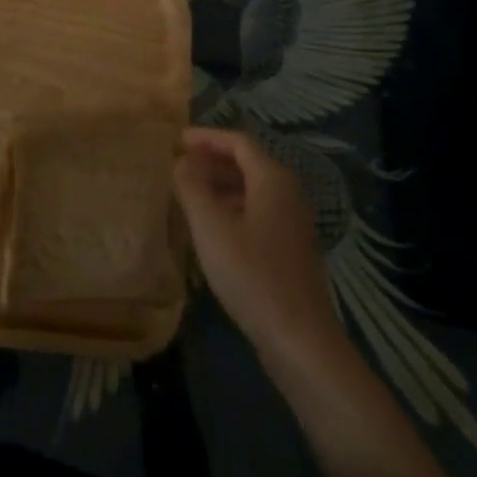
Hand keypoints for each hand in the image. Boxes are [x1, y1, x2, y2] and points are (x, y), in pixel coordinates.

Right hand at [175, 128, 345, 370]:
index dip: (207, 137)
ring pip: (252, 190)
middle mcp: (288, 193)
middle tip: (179, 165)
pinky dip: (232, 208)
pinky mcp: (290, 249)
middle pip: (248, 163)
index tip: (177, 140)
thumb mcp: (211, 227)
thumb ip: (192, 187)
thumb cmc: (252, 275)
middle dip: (212, 160)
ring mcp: (292, 223)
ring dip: (220, 185)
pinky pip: (257, 212)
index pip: (238, 142)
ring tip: (189, 194)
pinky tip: (212, 229)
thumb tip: (182, 161)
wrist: (299, 339)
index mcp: (272, 180)